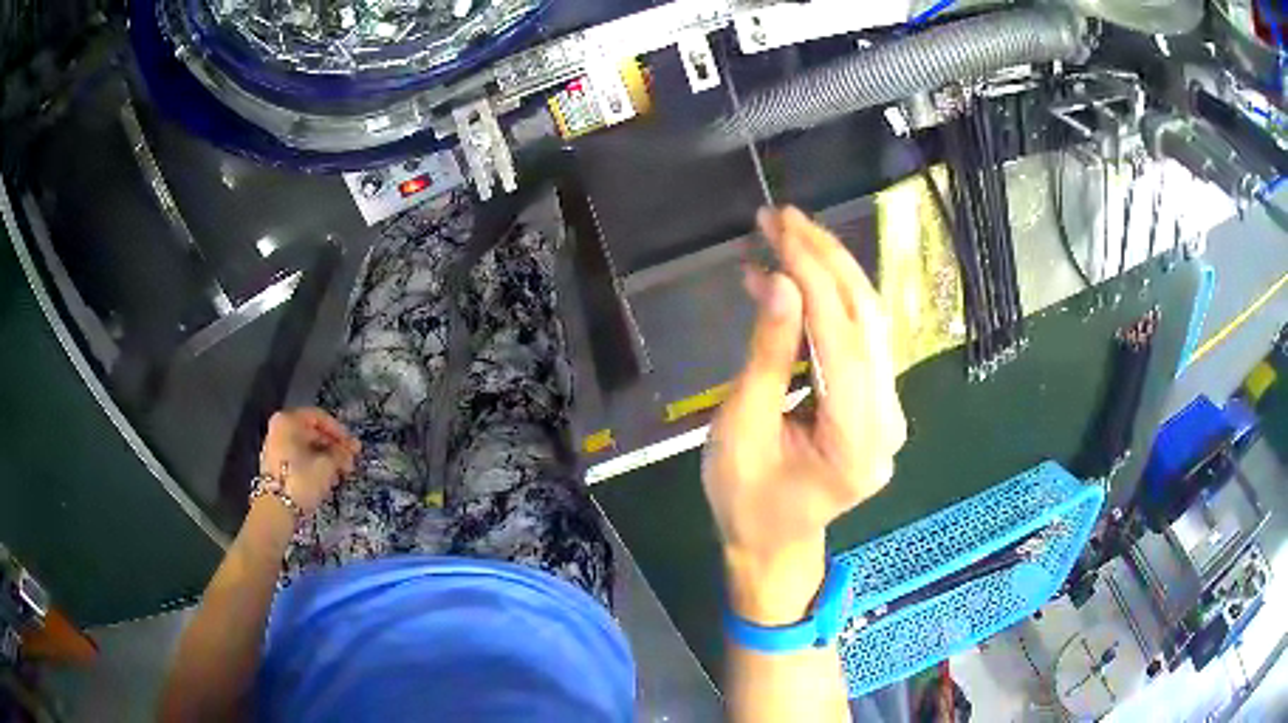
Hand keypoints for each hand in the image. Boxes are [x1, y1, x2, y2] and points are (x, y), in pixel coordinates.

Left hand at [259, 408, 360, 516]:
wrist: (276, 509)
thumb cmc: (301, 479)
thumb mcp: (327, 465)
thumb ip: (341, 453)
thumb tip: (351, 448)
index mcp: (288, 421)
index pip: (319, 417)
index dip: (339, 431)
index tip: (352, 446)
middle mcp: (279, 429)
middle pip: (312, 433)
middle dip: (333, 447)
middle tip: (350, 461)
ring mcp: (275, 448)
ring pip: (306, 448)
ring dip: (326, 458)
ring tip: (341, 474)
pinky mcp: (275, 467)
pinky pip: (298, 459)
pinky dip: (313, 466)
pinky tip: (327, 480)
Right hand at [704, 207, 905, 623]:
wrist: (773, 546)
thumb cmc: (745, 501)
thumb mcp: (742, 430)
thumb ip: (767, 357)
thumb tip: (779, 282)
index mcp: (856, 441)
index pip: (840, 336)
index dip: (810, 275)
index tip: (776, 228)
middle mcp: (888, 421)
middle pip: (866, 319)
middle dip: (826, 258)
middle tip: (782, 216)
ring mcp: (889, 412)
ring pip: (868, 322)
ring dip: (829, 271)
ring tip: (786, 232)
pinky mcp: (879, 404)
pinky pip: (859, 340)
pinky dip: (828, 302)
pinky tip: (792, 277)